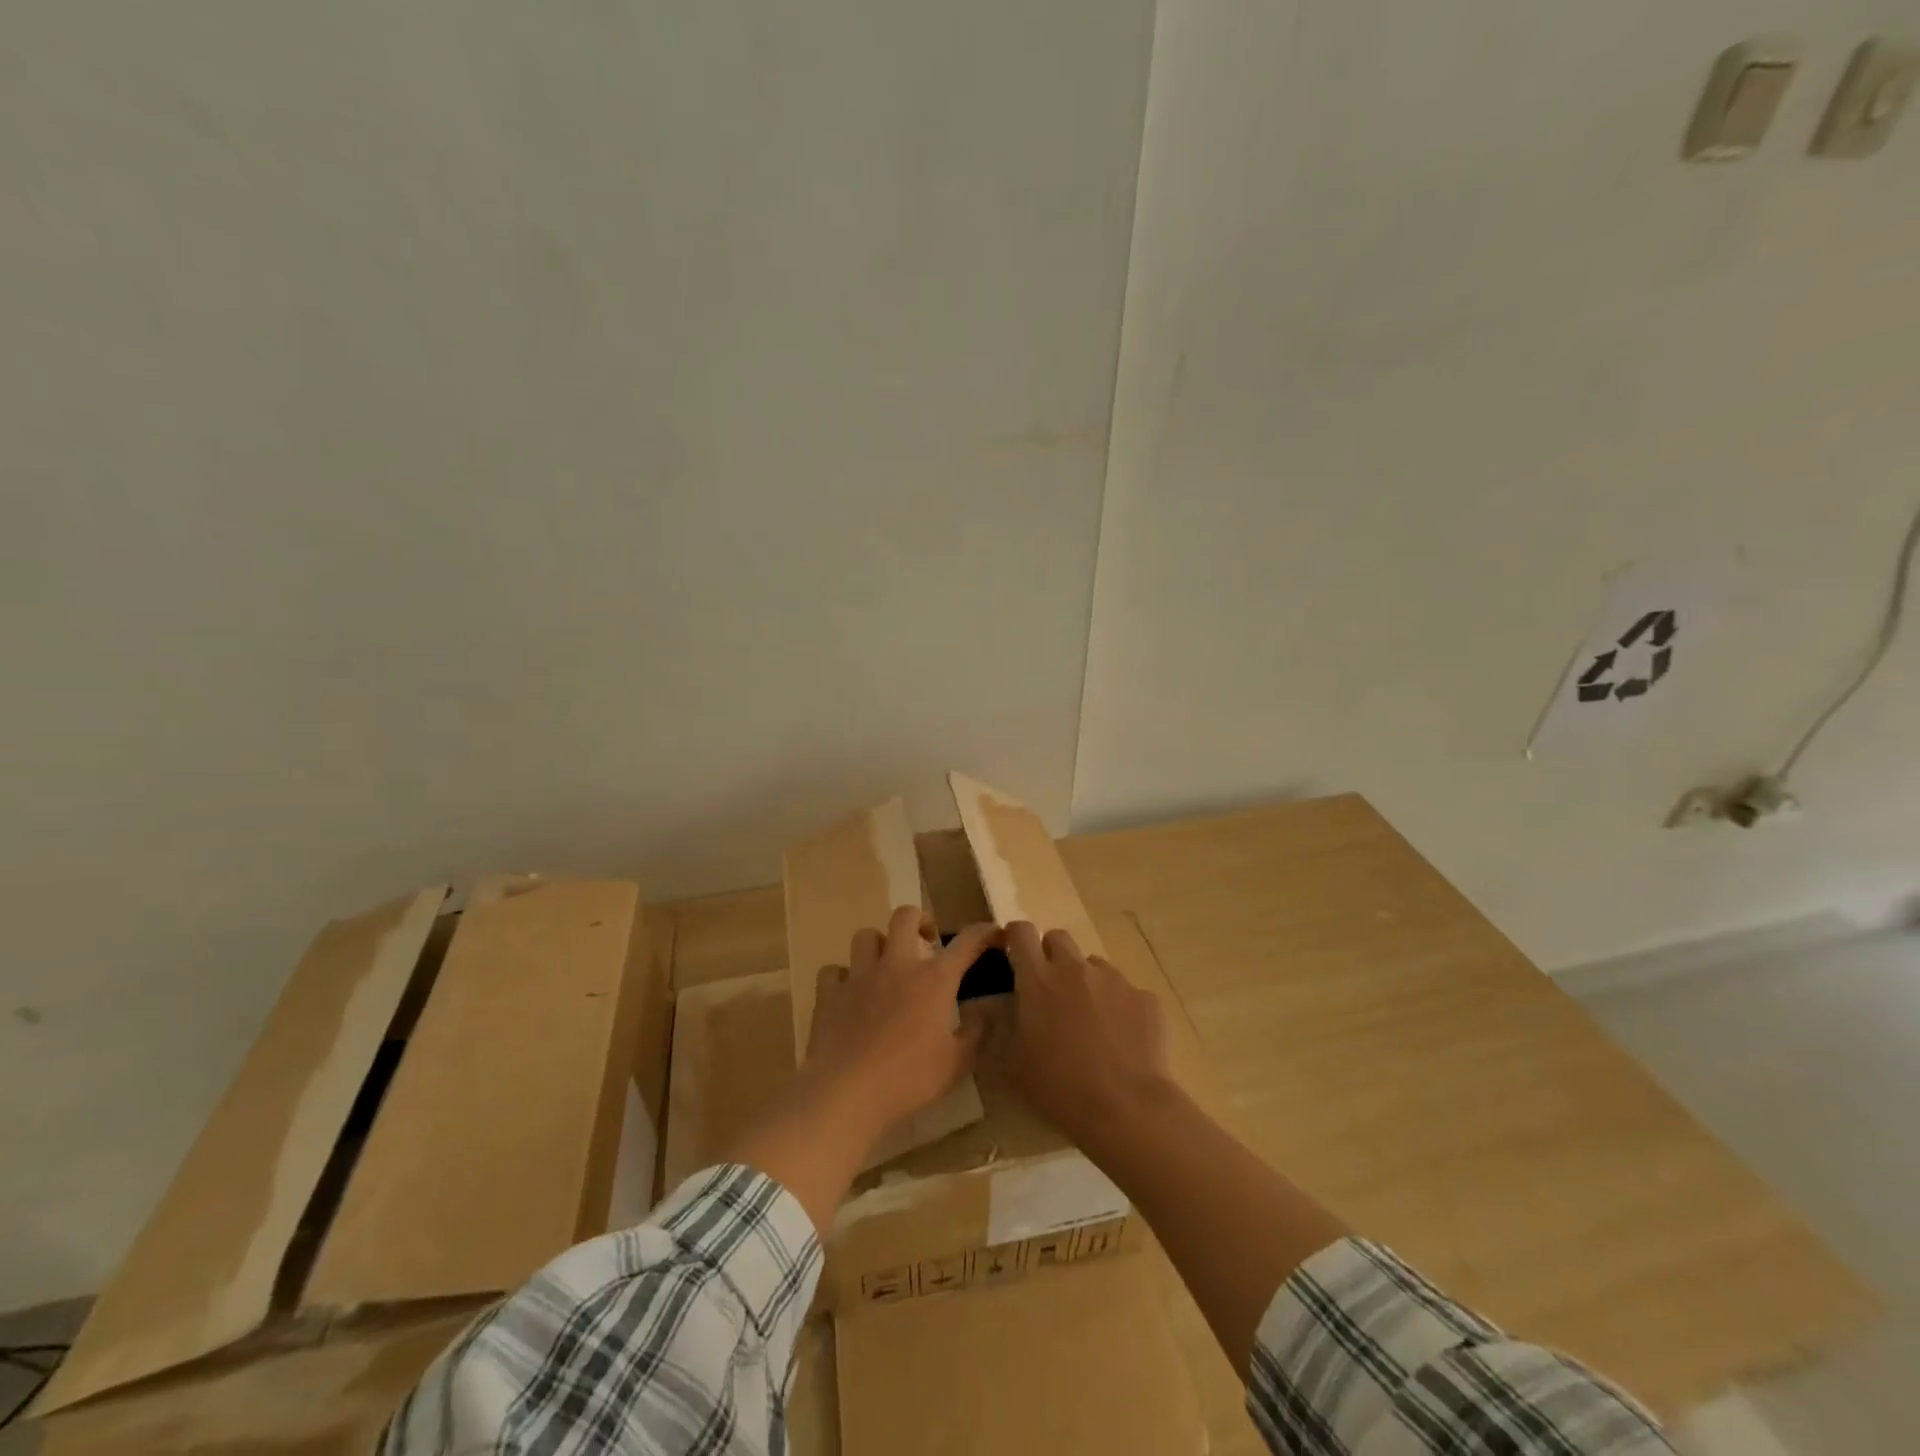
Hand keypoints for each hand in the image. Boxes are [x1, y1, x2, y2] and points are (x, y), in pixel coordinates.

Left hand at [801, 907, 1000, 1151]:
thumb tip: (986, 1012)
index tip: (993, 934)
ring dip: (878, 946)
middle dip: (919, 920)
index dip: (984, 933)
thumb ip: (976, 1034)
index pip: (966, 942)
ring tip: (884, 966)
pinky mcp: (829, 993)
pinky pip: (833, 971)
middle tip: (926, 941)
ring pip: (865, 936)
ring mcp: (859, 976)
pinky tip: (848, 995)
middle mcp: (896, 965)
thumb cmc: (908, 1078)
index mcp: (933, 980)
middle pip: (905, 916)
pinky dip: (842, 978)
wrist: (847, 1092)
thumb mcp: (956, 1064)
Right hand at [995, 921, 1176, 1150]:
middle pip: (1058, 937)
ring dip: (1085, 982)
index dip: (1014, 936)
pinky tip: (1121, 1041)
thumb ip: (998, 1029)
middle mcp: (1076, 968)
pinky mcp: (1145, 997)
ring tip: (1090, 1021)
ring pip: (1093, 965)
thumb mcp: (1009, 1066)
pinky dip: (1118, 1007)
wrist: (1127, 1109)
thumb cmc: (1059, 1088)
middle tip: (1050, 990)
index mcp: (1038, 979)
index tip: (1013, 953)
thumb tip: (994, 1009)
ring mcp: (1114, 980)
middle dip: (1050, 954)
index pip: (1021, 931)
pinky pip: (1126, 992)